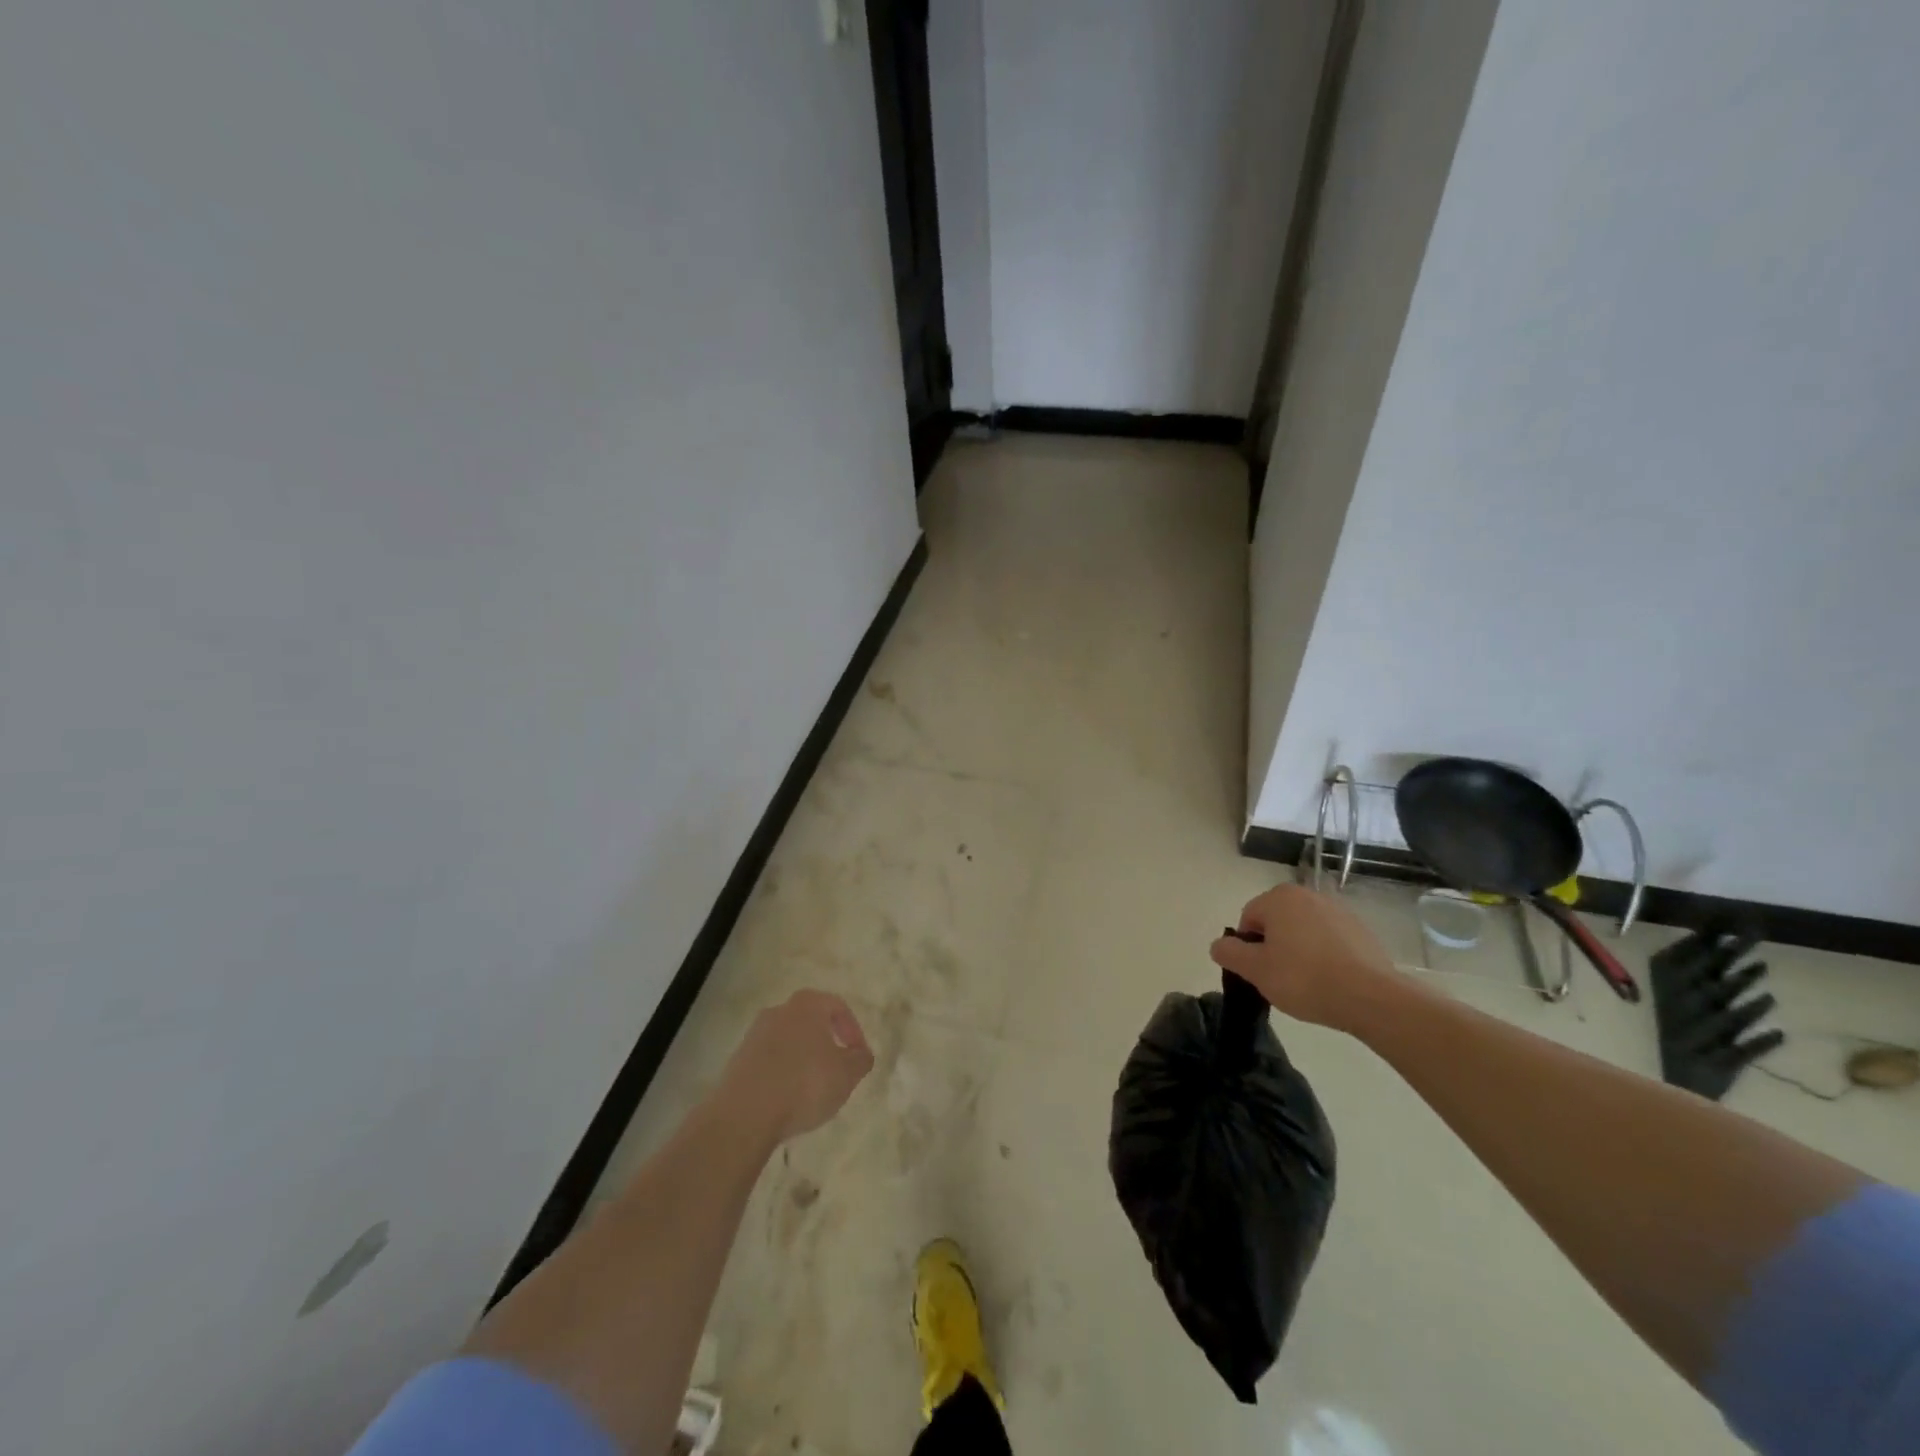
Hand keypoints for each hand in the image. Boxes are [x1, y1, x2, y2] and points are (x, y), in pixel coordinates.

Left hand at [716, 990, 874, 1145]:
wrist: (745, 1114)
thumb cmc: (805, 1084)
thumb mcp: (847, 1074)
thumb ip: (860, 1060)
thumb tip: (861, 1054)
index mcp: (807, 1005)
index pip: (837, 1006)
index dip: (853, 1030)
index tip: (858, 1056)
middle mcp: (779, 1011)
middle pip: (810, 1021)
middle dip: (826, 1043)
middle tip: (836, 1069)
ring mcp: (754, 1035)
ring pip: (788, 1041)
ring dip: (802, 1059)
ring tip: (812, 1089)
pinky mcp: (738, 1060)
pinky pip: (769, 1061)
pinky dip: (782, 1073)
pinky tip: (787, 1098)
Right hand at [1209, 883, 1405, 1032]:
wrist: (1371, 997)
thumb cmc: (1304, 978)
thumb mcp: (1255, 970)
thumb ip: (1229, 953)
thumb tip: (1219, 944)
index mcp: (1279, 898)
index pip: (1249, 919)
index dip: (1248, 948)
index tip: (1259, 972)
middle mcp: (1308, 895)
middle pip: (1277, 922)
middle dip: (1274, 947)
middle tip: (1279, 978)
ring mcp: (1338, 910)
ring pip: (1303, 931)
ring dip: (1299, 951)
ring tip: (1307, 983)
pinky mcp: (1361, 930)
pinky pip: (1330, 941)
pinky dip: (1324, 956)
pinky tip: (1331, 981)